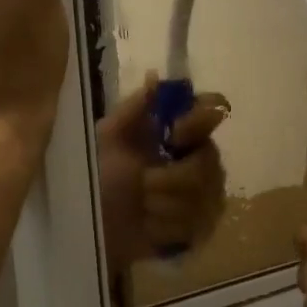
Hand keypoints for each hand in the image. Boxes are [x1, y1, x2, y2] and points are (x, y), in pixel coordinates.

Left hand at [97, 78, 229, 269]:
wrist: (94, 227)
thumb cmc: (99, 178)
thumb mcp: (108, 138)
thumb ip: (134, 108)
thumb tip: (155, 76)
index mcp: (180, 132)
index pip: (213, 110)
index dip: (197, 121)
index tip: (173, 133)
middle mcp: (202, 159)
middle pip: (208, 160)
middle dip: (169, 177)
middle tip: (143, 183)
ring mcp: (207, 196)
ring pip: (201, 195)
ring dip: (161, 204)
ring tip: (141, 207)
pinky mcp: (203, 229)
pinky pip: (195, 224)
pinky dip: (164, 226)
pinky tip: (149, 227)